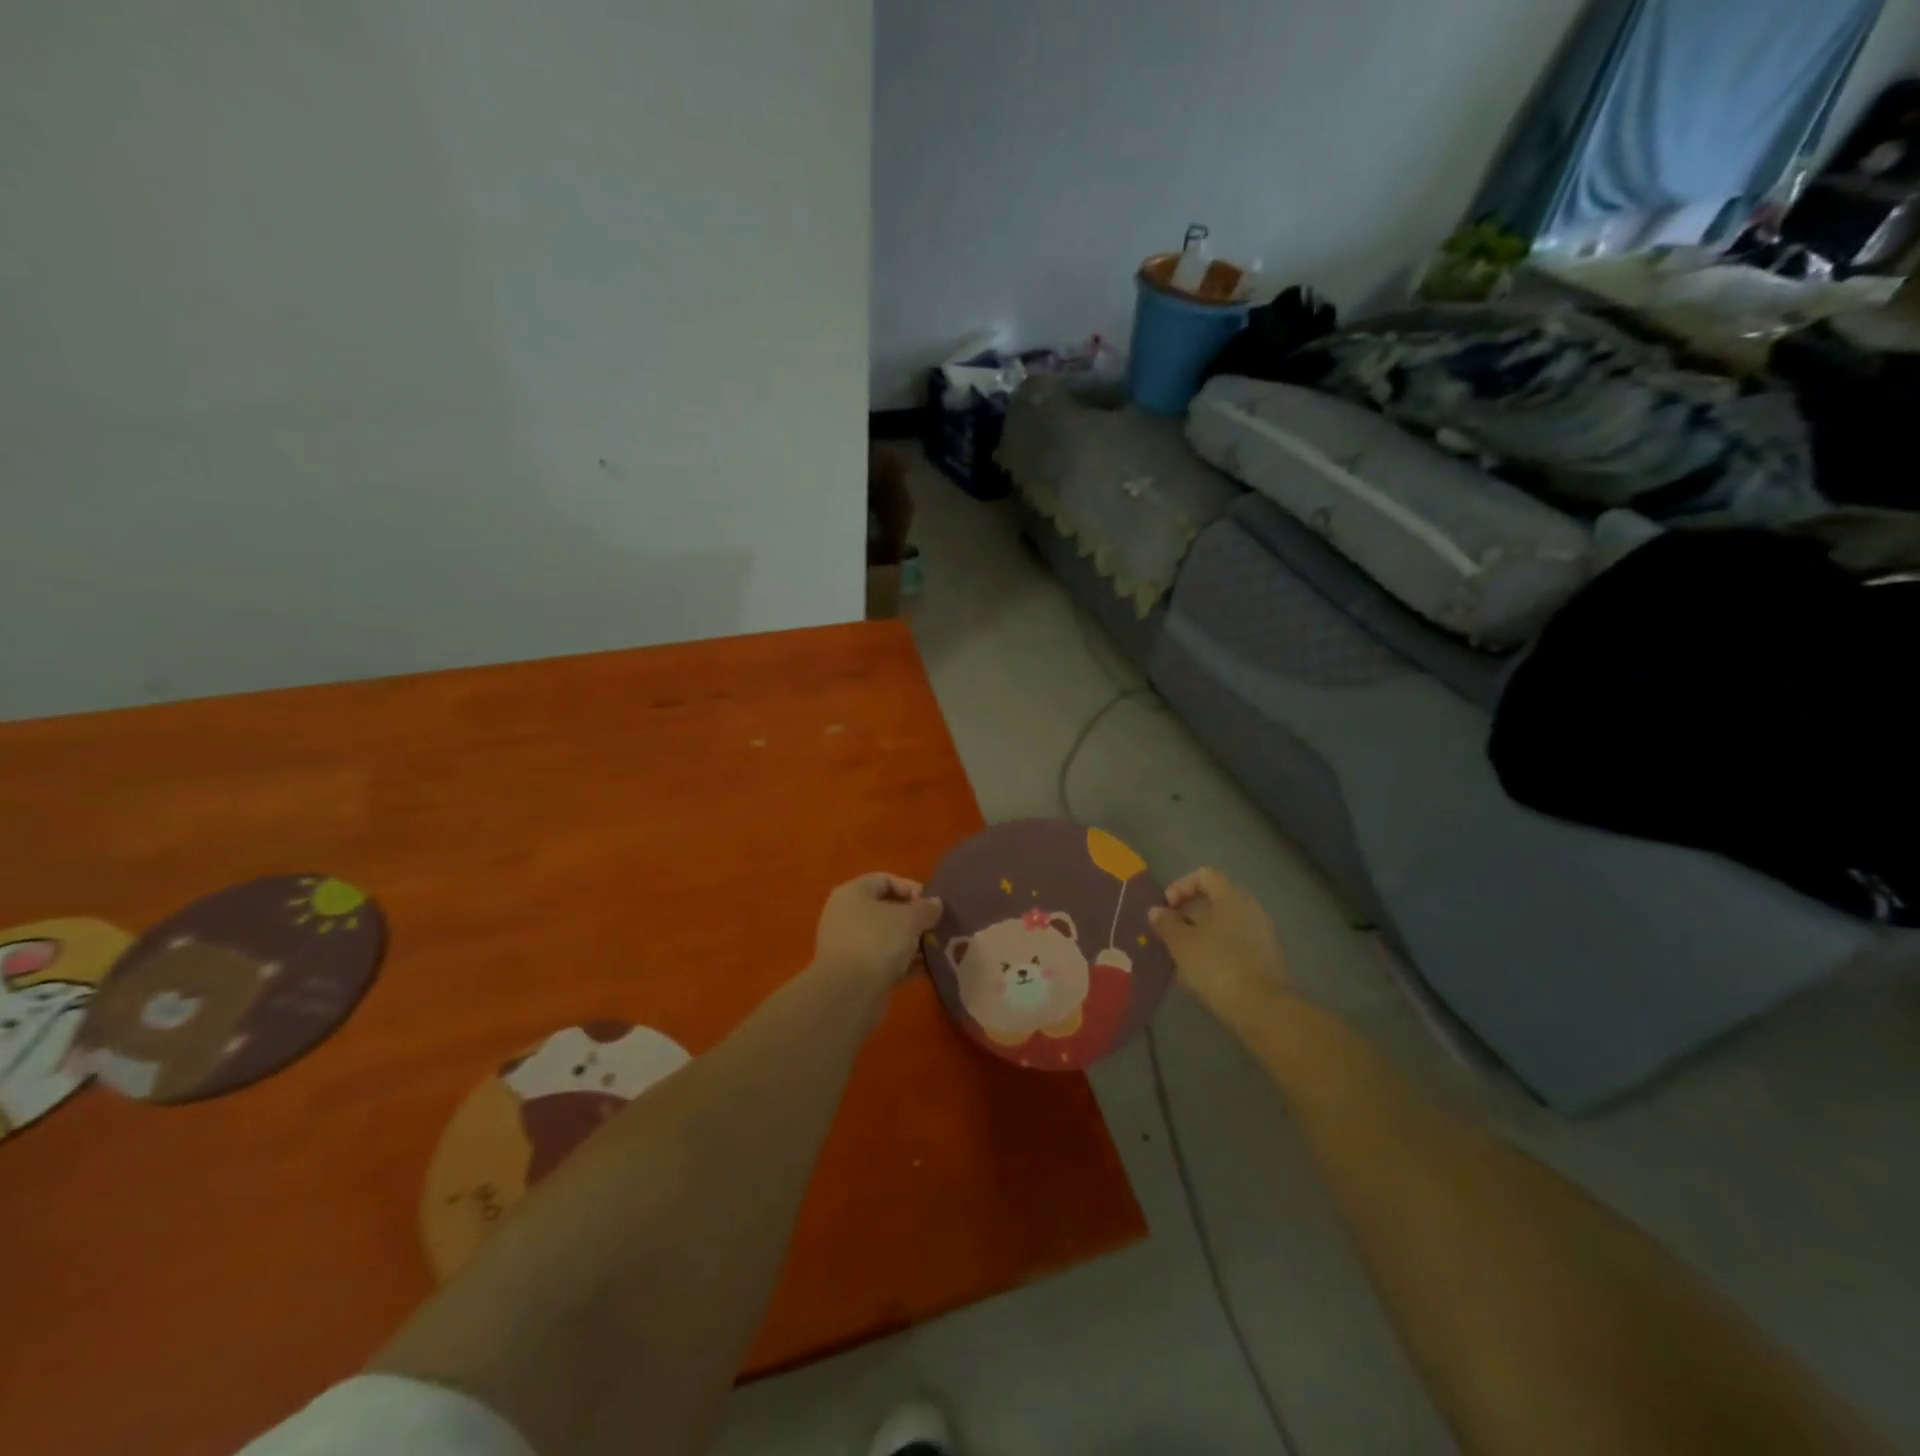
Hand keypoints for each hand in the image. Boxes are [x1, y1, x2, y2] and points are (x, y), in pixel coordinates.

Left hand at [813, 873, 942, 993]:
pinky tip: (922, 970)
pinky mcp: (851, 972)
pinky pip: (880, 960)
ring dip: (909, 943)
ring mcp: (846, 944)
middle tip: (934, 928)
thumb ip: (926, 908)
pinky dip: (900, 963)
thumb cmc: (878, 942)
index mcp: (853, 893)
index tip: (931, 905)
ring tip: (933, 951)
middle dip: (913, 919)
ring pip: (884, 937)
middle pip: (884, 909)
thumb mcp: (910, 919)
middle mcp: (845, 914)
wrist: (849, 993)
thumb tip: (934, 903)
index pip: (885, 880)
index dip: (910, 888)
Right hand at [1148, 867, 1288, 1009]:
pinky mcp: (1266, 959)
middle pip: (1214, 900)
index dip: (1180, 887)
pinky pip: (1235, 944)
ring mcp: (1262, 934)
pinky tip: (1202, 973)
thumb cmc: (1217, 966)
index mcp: (1231, 896)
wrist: (1263, 1010)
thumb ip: (1166, 923)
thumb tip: (1156, 910)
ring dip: (1200, 935)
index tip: (1165, 908)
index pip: (1204, 875)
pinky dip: (1216, 951)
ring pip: (1224, 924)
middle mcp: (1250, 908)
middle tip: (1169, 934)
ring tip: (1181, 957)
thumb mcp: (1181, 944)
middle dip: (1187, 914)